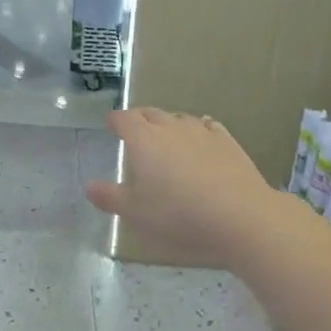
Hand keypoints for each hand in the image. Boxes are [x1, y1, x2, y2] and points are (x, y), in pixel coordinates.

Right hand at [84, 108, 285, 267]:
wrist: (240, 217)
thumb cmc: (179, 216)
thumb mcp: (136, 214)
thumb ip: (111, 197)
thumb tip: (90, 186)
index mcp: (144, 140)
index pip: (124, 119)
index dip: (116, 121)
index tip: (111, 125)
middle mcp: (171, 128)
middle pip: (151, 113)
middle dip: (140, 119)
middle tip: (135, 131)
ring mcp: (202, 132)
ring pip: (179, 118)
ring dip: (168, 124)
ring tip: (166, 137)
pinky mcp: (227, 142)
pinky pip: (206, 126)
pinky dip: (197, 130)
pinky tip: (200, 139)